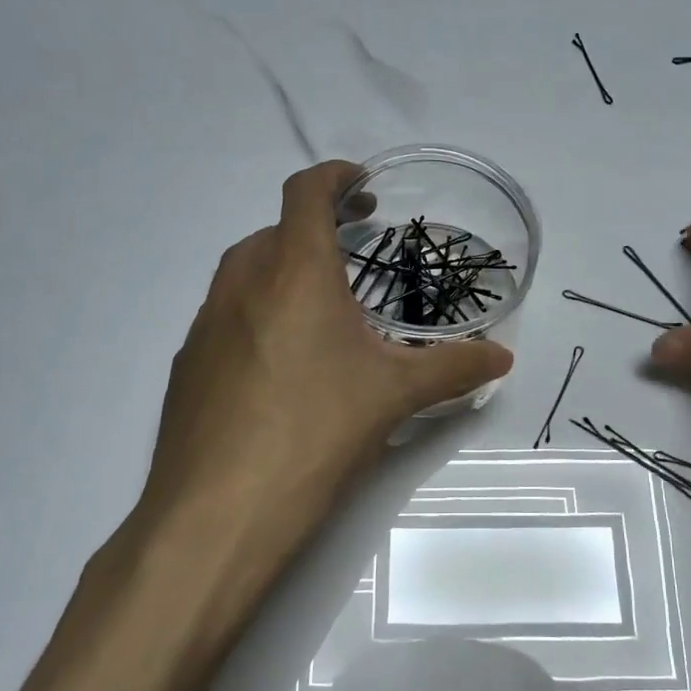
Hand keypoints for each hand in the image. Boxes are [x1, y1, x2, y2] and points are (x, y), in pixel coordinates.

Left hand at [138, 161, 511, 560]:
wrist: (216, 513)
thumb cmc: (315, 432)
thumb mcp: (395, 396)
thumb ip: (454, 369)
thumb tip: (503, 357)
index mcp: (294, 270)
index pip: (306, 191)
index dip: (335, 176)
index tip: (363, 187)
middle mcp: (241, 282)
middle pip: (276, 230)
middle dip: (316, 230)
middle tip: (355, 253)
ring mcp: (205, 323)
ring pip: (246, 272)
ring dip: (283, 271)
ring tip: (322, 310)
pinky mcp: (186, 363)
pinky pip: (226, 316)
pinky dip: (257, 314)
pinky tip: (281, 366)